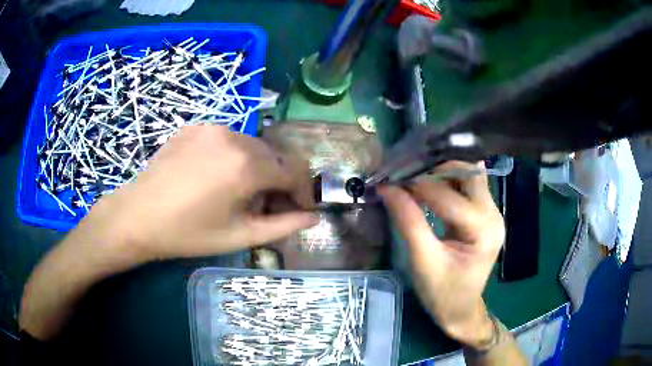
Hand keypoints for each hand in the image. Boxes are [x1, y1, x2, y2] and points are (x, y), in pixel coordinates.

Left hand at [81, 125, 317, 264]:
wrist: (138, 215)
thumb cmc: (189, 233)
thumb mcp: (239, 236)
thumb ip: (283, 226)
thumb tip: (313, 218)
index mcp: (247, 166)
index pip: (294, 171)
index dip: (303, 193)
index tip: (300, 211)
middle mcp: (235, 137)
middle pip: (275, 156)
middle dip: (280, 182)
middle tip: (268, 207)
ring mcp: (213, 128)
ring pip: (253, 146)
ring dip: (258, 168)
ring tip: (240, 194)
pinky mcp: (196, 127)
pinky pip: (228, 139)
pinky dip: (235, 157)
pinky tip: (216, 177)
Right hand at [379, 161, 504, 346]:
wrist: (460, 310)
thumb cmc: (442, 293)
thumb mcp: (423, 261)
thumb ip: (408, 221)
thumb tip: (386, 188)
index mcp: (483, 230)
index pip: (448, 196)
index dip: (418, 185)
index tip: (390, 179)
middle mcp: (493, 215)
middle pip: (468, 174)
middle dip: (436, 169)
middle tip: (405, 174)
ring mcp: (492, 213)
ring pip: (468, 176)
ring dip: (441, 172)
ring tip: (413, 177)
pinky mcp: (484, 215)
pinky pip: (467, 187)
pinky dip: (447, 182)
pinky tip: (427, 186)